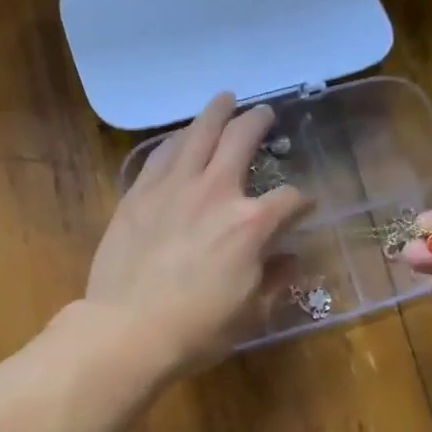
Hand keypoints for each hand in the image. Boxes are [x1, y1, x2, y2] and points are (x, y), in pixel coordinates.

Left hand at [86, 93, 310, 376]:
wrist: (128, 330)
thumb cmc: (196, 330)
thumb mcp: (250, 313)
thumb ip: (274, 280)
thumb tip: (291, 260)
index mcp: (252, 224)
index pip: (289, 200)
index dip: (302, 202)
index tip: (303, 208)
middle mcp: (216, 192)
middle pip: (242, 139)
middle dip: (259, 123)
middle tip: (265, 113)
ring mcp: (173, 187)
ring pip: (198, 133)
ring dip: (215, 113)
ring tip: (223, 100)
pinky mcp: (138, 194)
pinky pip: (160, 154)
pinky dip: (175, 140)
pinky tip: (179, 138)